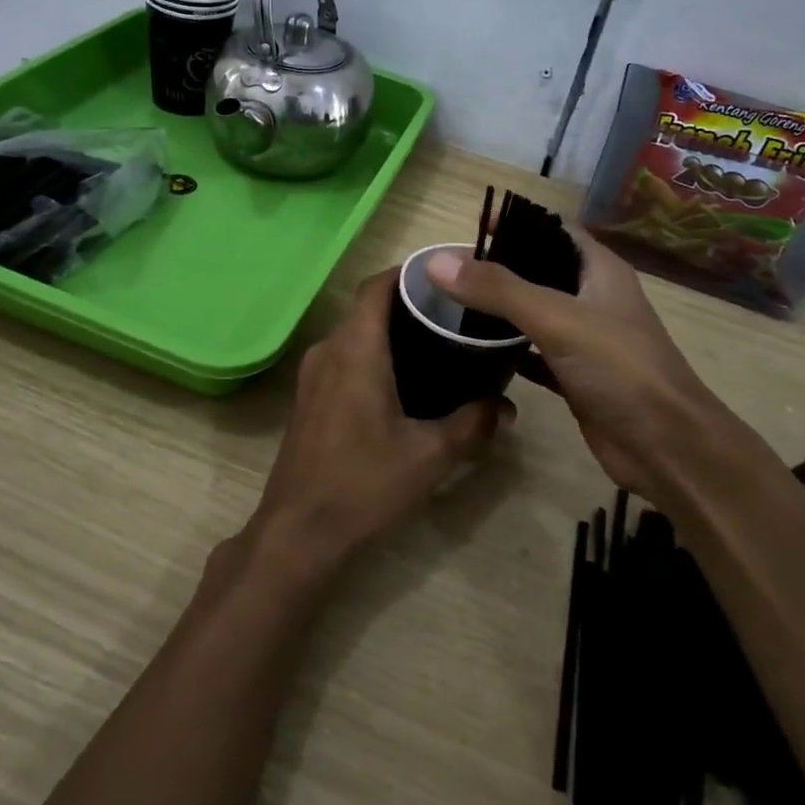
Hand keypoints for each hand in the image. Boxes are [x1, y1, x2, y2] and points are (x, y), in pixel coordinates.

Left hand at [250, 269, 508, 576]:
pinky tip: (405, 381)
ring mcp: (312, 374)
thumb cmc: (363, 485)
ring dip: (390, 332)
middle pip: (367, 308)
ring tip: (438, 344)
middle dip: (409, 304)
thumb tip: (506, 407)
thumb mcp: (429, 456)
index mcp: (355, 349)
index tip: (446, 275)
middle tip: (455, 314)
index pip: (376, 286)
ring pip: (355, 334)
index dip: (408, 273)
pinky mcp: (309, 398)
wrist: (298, 532)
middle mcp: (328, 350)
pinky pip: (344, 357)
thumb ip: (472, 425)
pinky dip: (374, 354)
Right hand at [425, 230, 778, 519]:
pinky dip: (506, 349)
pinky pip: (532, 352)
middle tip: (450, 270)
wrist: (666, 448)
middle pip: (539, 269)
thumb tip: (436, 262)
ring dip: (499, 308)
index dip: (516, 222)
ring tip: (451, 303)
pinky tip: (472, 350)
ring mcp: (585, 338)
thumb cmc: (620, 369)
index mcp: (599, 270)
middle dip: (499, 266)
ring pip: (534, 312)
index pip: (553, 229)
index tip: (470, 227)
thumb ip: (497, 289)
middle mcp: (593, 297)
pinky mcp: (574, 375)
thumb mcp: (556, 319)